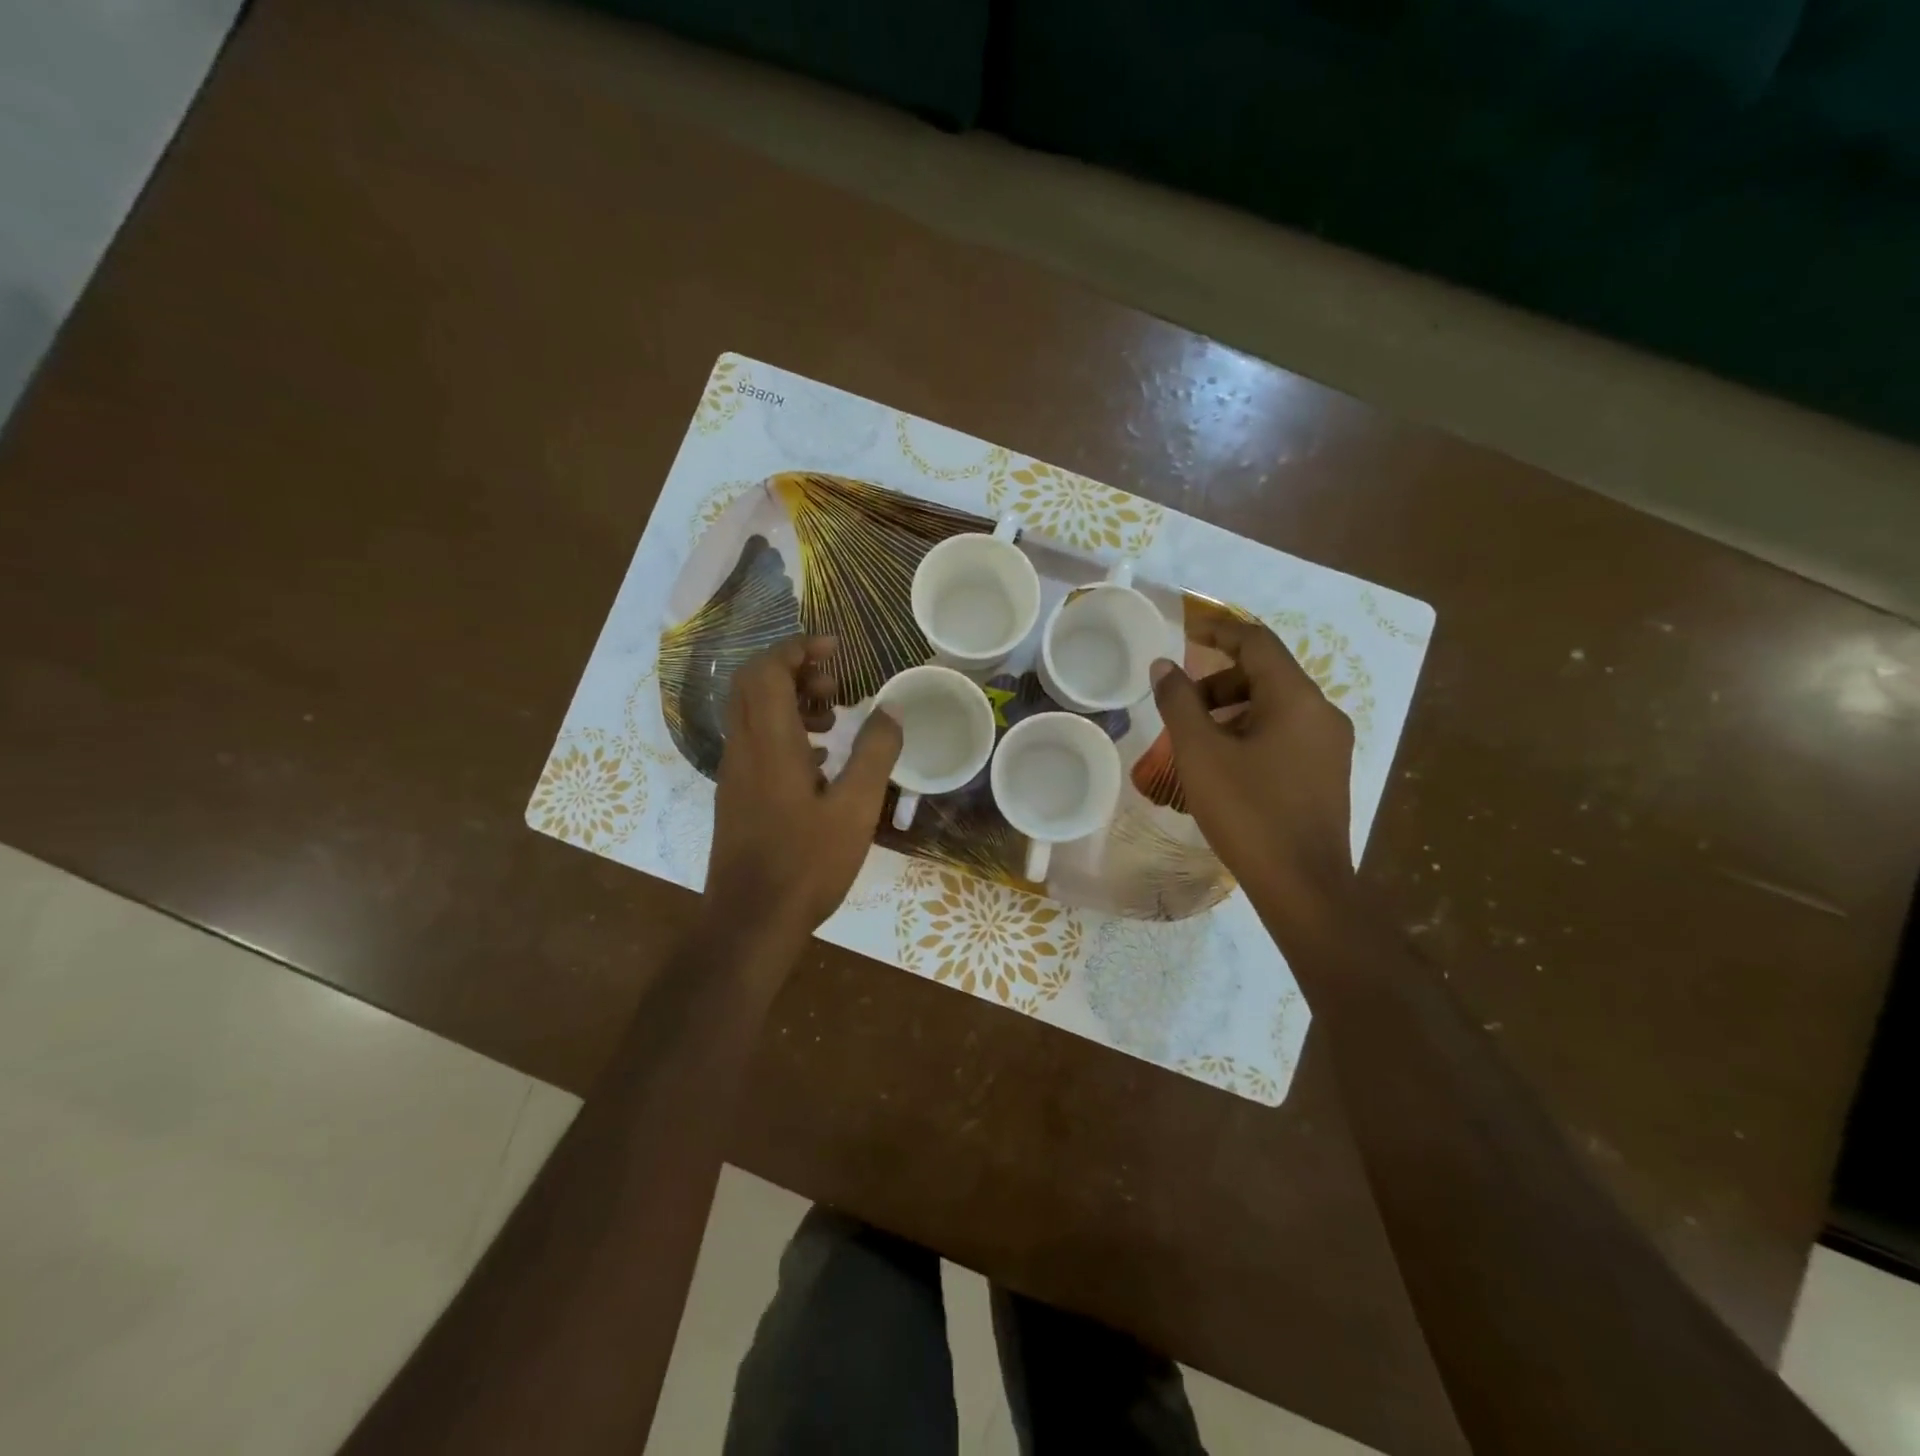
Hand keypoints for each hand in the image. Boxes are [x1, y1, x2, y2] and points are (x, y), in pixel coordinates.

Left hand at [708, 636, 901, 940]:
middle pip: (754, 684)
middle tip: (836, 684)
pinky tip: (820, 760)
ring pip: (752, 713)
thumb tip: (891, 709)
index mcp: (769, 743)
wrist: (750, 922)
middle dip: (794, 669)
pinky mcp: (737, 796)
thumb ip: (875, 753)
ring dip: (789, 701)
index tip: (835, 649)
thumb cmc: (806, 864)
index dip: (798, 648)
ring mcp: (735, 773)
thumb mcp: (856, 809)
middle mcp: (743, 749)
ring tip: (833, 719)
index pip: (768, 670)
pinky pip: (755, 741)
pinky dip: (784, 731)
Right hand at [1150, 616, 1356, 930]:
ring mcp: (1330, 745)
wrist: (1303, 886)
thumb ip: (1179, 702)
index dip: (1218, 630)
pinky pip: (1285, 734)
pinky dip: (1250, 733)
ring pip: (1275, 707)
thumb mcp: (1200, 753)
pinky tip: (1224, 766)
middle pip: (1266, 674)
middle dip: (1218, 681)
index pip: (1256, 642)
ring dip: (1231, 710)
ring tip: (1195, 741)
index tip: (1184, 630)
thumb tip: (1164, 665)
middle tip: (1179, 706)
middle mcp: (1322, 713)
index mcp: (1297, 698)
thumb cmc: (1248, 812)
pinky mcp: (1327, 773)